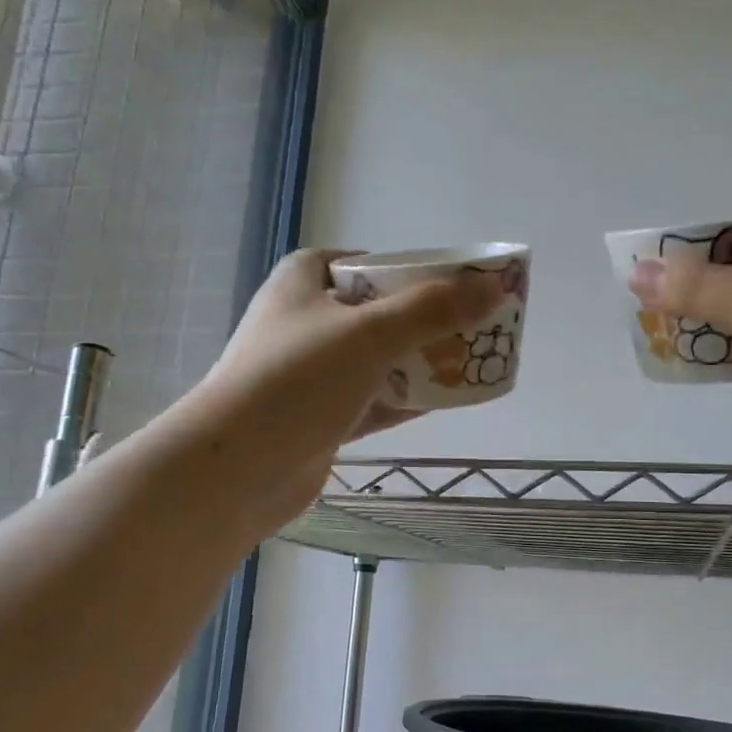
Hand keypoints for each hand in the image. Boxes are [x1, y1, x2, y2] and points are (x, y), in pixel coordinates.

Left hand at [191, 249, 500, 524]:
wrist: (237, 468)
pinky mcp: (320, 418)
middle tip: (473, 330)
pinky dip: (404, 401)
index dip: (411, 271)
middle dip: (425, 323)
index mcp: (304, 282)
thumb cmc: (297, 381)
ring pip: (378, 361)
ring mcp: (311, 374)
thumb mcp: (370, 333)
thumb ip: (433, 309)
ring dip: (420, 365)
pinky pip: (372, 402)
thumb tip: (494, 286)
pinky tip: (443, 404)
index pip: (366, 263)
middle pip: (378, 313)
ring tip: (470, 366)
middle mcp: (305, 322)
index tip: (454, 286)